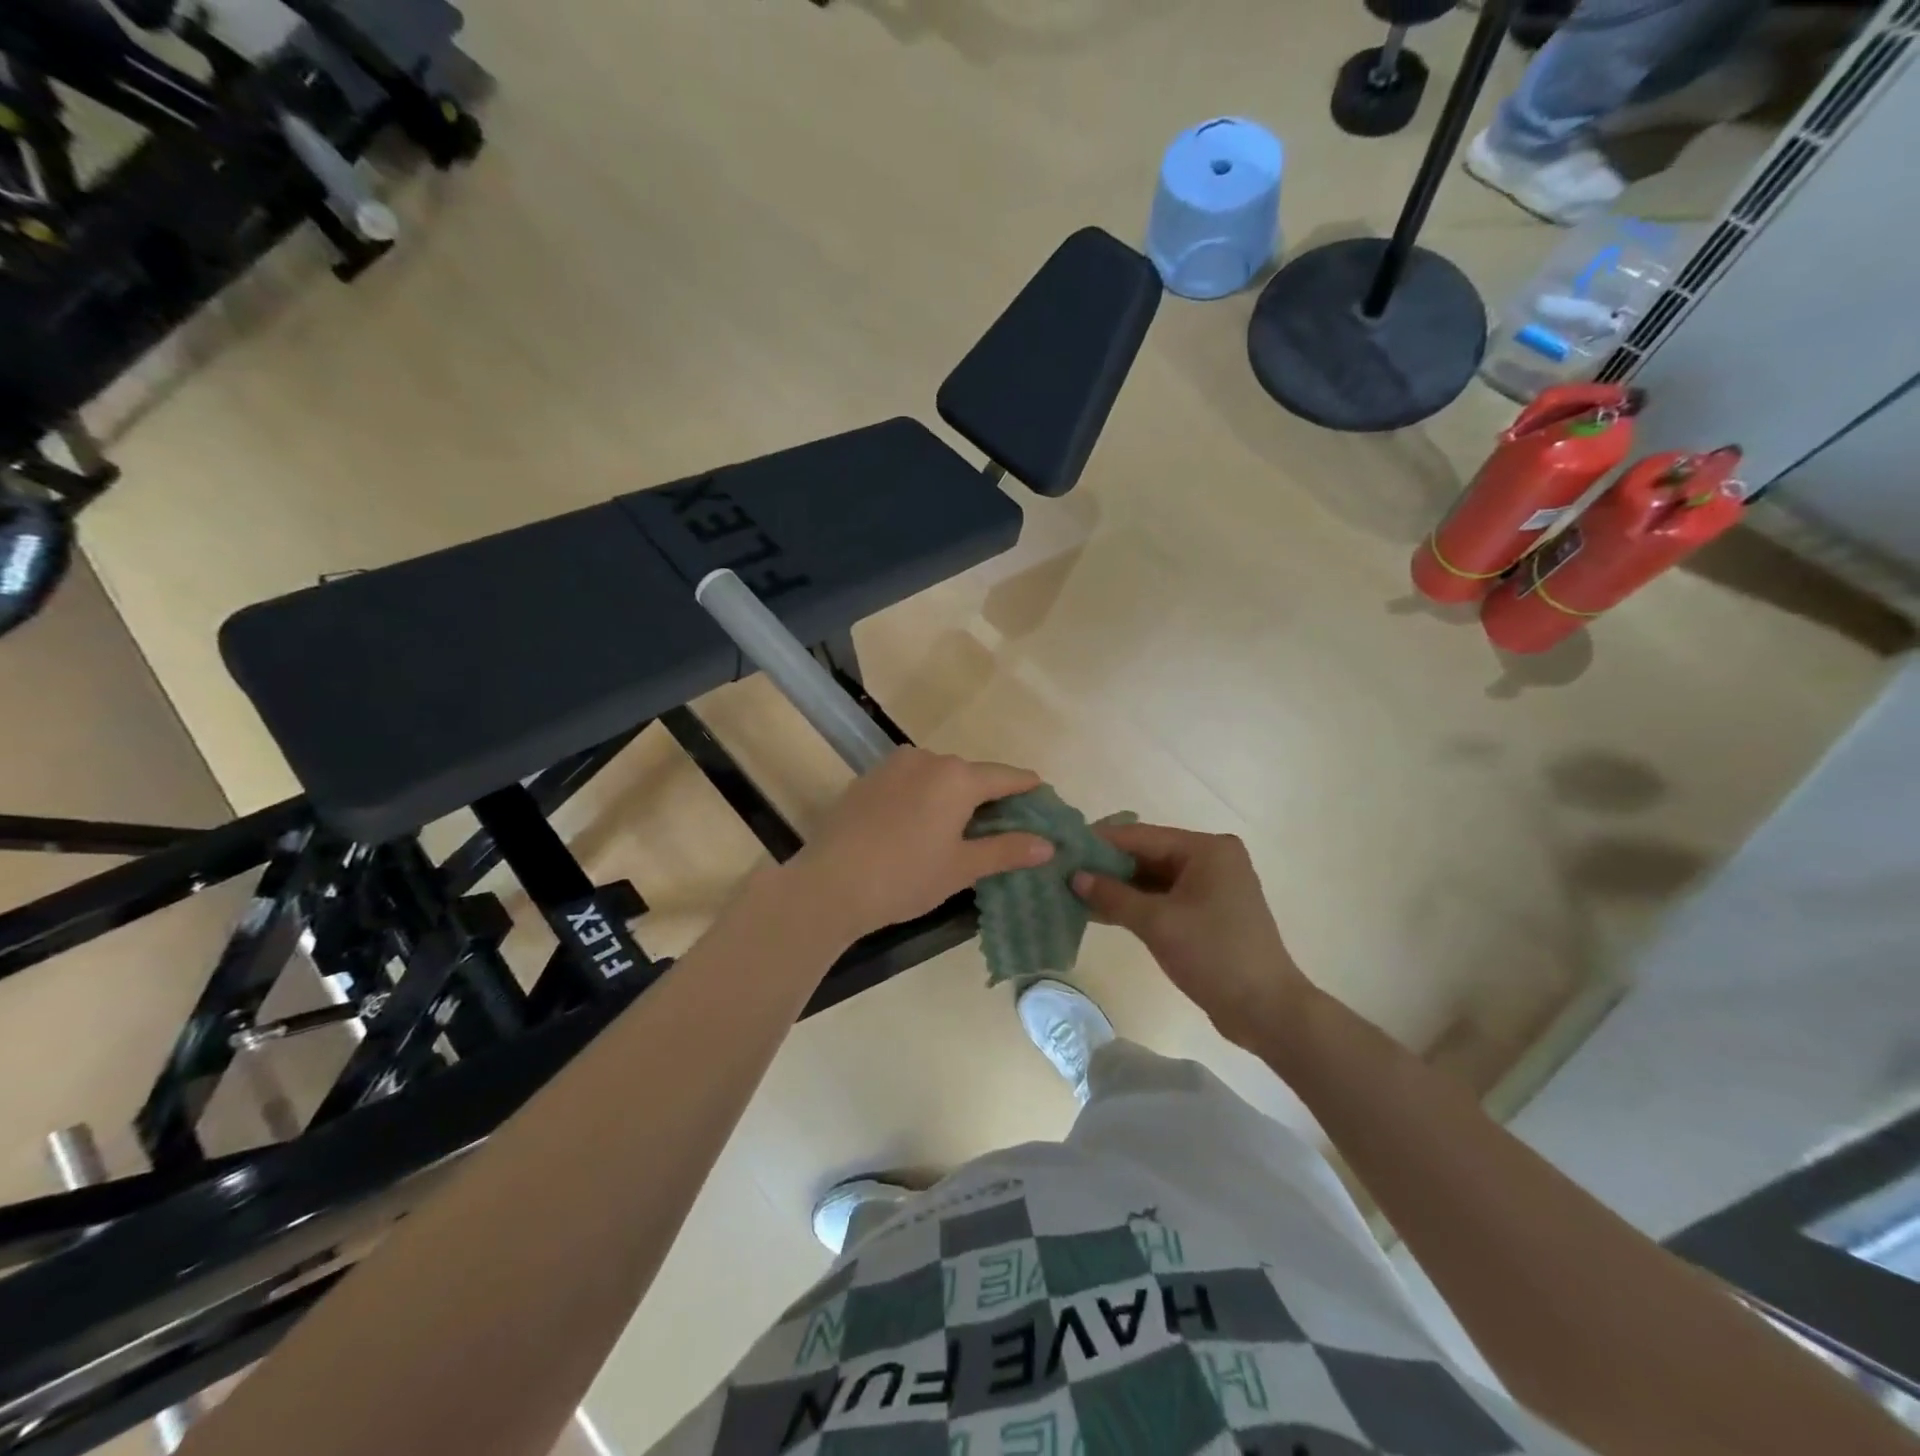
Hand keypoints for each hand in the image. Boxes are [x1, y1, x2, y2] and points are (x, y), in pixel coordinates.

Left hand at [789, 749, 1053, 944]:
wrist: (829, 884)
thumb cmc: (905, 877)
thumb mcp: (962, 868)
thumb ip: (1007, 850)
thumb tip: (1048, 844)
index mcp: (957, 777)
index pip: (1006, 777)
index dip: (1028, 788)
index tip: (1042, 797)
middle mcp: (928, 759)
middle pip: (971, 774)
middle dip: (990, 795)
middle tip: (1003, 825)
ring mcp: (893, 765)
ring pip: (938, 775)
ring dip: (954, 794)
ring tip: (960, 827)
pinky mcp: (868, 778)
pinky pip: (910, 780)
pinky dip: (925, 795)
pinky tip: (919, 824)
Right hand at [1072, 823, 1314, 1052]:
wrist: (1267, 1010)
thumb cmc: (1214, 955)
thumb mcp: (1158, 923)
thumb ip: (1113, 896)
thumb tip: (1074, 877)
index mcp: (1206, 849)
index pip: (1141, 836)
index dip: (1100, 842)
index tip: (1063, 848)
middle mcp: (1210, 859)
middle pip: (1147, 854)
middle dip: (1106, 866)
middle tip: (1063, 872)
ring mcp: (1210, 886)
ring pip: (1153, 878)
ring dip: (1117, 887)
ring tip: (1073, 891)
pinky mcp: (1207, 912)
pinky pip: (1164, 897)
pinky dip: (1135, 903)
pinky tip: (1100, 911)